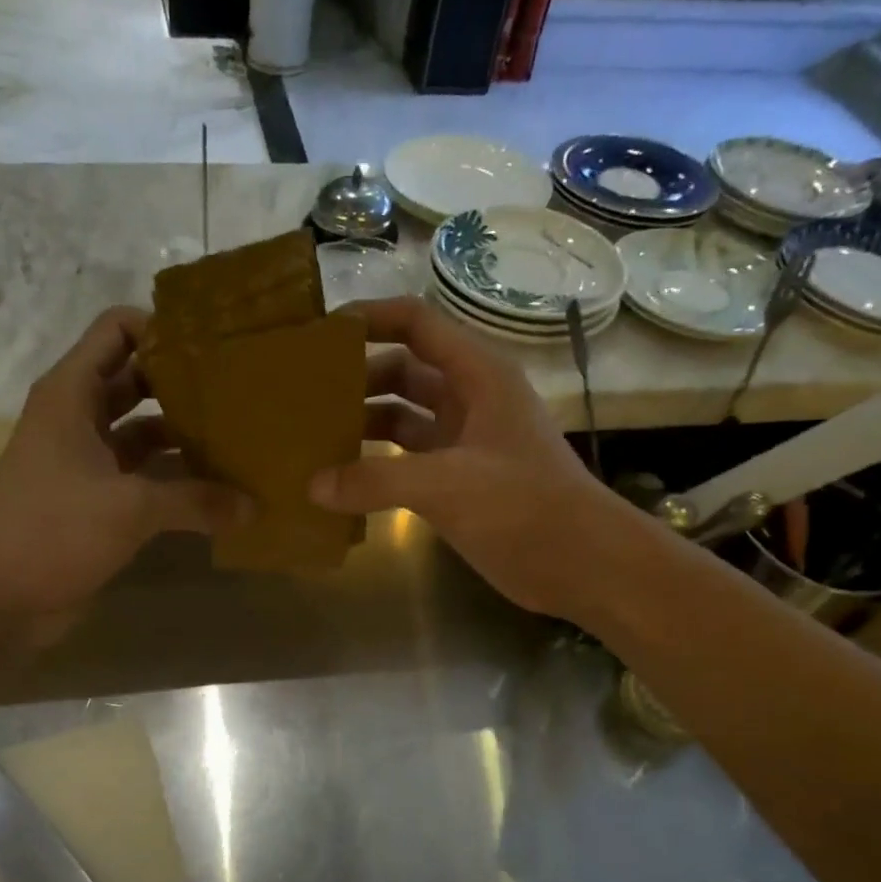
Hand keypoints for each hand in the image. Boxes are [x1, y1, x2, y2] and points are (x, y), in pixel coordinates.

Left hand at [0, 307, 245, 618]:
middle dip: (183, 384)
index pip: (116, 330)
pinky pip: (140, 475)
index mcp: (72, 394)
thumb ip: (195, 501)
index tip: (213, 346)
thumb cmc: (55, 530)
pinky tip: (215, 489)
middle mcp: (77, 418)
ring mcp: (85, 460)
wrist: (0, 596)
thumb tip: (253, 507)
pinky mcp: (94, 499)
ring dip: (182, 435)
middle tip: (239, 392)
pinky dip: (172, 479)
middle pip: (135, 379)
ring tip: (238, 439)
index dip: (162, 328)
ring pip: (141, 431)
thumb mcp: (130, 508)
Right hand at [309, 296, 610, 617]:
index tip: (319, 335)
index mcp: (477, 375)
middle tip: (301, 395)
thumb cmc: (523, 506)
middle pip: (402, 371)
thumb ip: (376, 481)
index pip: (416, 324)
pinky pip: (405, 462)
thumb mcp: (448, 484)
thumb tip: (313, 485)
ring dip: (362, 424)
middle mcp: (468, 400)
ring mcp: (462, 443)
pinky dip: (375, 467)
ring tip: (311, 438)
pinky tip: (339, 482)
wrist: (579, 563)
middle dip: (356, 378)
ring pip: (401, 418)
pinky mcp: (456, 483)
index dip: (370, 318)